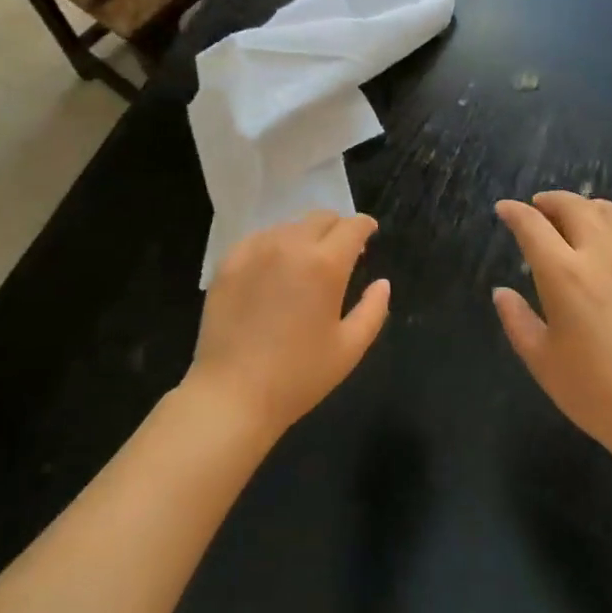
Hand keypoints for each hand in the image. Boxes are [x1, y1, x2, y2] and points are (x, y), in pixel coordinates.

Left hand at [185, 212, 390, 440]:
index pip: (352, 226)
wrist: (231, 394)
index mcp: (325, 264)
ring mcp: (256, 249)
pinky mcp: (229, 260)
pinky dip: (275, 246)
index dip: (365, 226)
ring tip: (304, 265)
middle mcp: (291, 245)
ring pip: (290, 226)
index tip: (369, 235)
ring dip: (305, 237)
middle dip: (337, 228)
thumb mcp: (349, 349)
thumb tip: (382, 283)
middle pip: (321, 217)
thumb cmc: (298, 376)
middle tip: (340, 252)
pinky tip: (273, 272)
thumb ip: (373, 310)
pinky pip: (260, 239)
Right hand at [493, 192, 611, 476]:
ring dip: (588, 207)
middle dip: (551, 200)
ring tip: (579, 216)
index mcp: (564, 274)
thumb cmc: (598, 394)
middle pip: (575, 206)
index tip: (504, 208)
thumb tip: (502, 292)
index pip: (532, 226)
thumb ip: (517, 321)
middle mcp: (602, 254)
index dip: (514, 212)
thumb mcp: (543, 363)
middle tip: (539, 206)